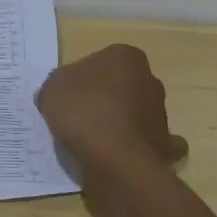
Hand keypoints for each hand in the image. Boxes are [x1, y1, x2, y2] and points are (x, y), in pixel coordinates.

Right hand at [37, 43, 188, 182]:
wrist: (114, 159)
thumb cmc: (82, 111)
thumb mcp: (51, 89)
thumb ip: (59, 86)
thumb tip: (64, 95)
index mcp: (125, 57)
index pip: (102, 61)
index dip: (83, 78)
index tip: (70, 95)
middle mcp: (150, 80)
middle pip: (124, 86)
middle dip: (108, 98)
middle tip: (80, 116)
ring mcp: (161, 114)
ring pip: (138, 114)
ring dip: (122, 123)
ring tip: (94, 142)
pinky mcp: (165, 146)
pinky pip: (149, 144)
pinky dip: (139, 148)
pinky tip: (121, 157)